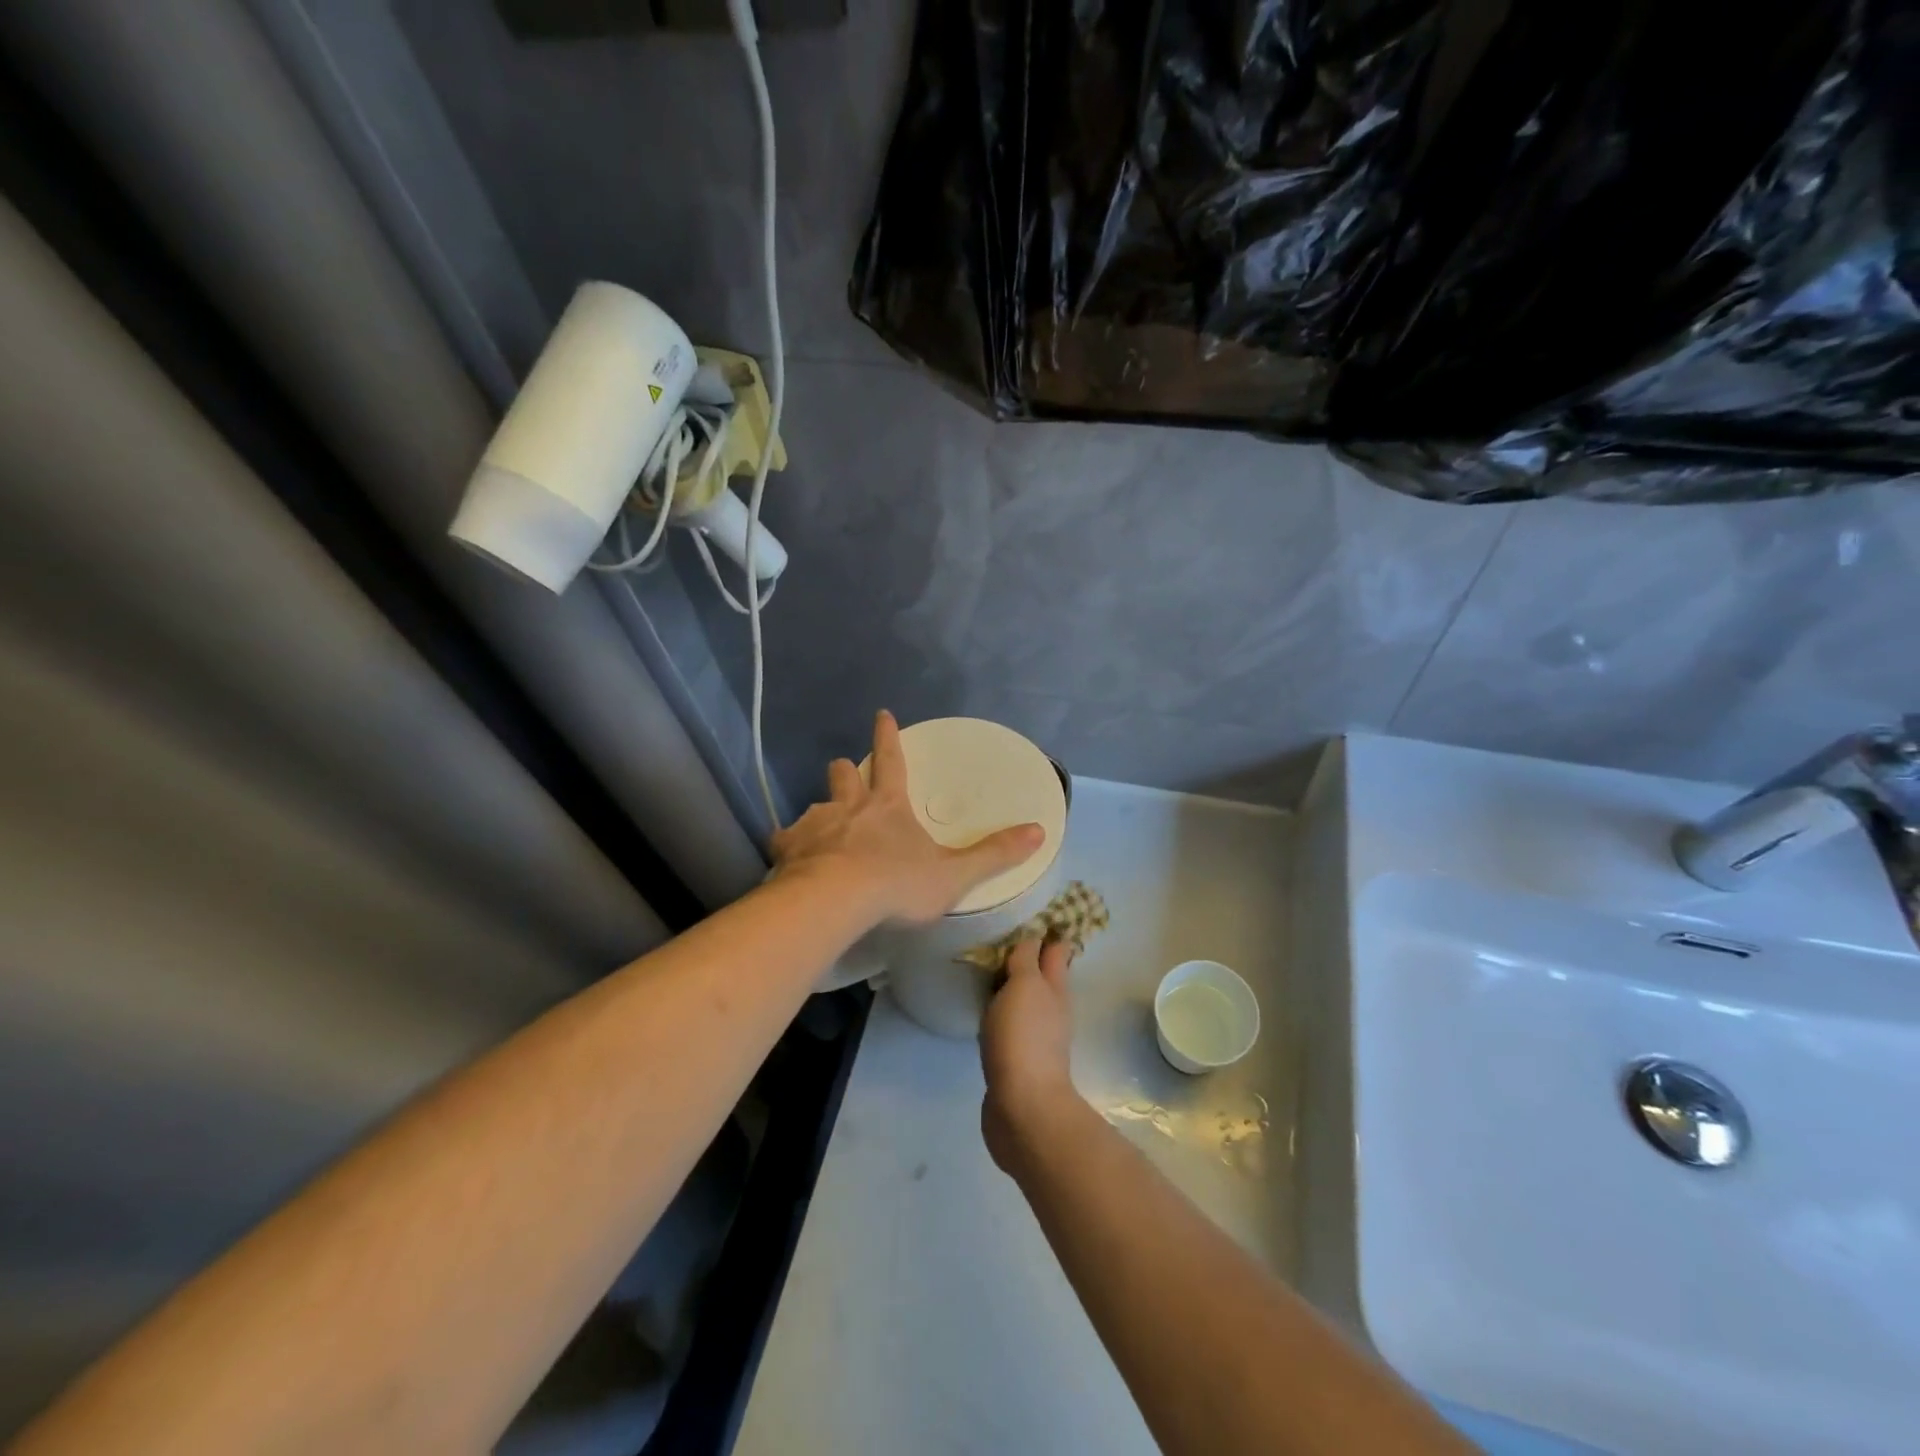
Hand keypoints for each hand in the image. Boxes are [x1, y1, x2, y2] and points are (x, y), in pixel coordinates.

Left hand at [771, 710, 1043, 927]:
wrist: (835, 901)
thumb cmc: (898, 884)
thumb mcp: (955, 873)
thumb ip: (994, 854)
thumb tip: (1039, 831)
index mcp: (888, 805)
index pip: (891, 759)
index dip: (887, 736)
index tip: (881, 714)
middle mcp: (848, 806)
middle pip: (843, 776)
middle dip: (845, 771)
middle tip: (844, 771)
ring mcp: (815, 825)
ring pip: (813, 806)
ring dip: (819, 812)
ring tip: (818, 828)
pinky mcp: (788, 849)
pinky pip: (784, 840)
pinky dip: (788, 846)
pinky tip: (788, 859)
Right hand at [979, 936, 1077, 1174]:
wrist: (1023, 1109)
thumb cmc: (1023, 1038)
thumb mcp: (1024, 986)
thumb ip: (1025, 959)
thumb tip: (1032, 936)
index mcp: (1055, 988)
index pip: (1056, 950)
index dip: (1047, 932)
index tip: (1029, 912)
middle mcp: (1051, 1009)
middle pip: (1043, 975)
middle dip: (1028, 957)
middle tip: (1000, 937)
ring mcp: (1037, 1037)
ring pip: (1026, 1000)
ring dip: (1012, 985)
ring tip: (987, 969)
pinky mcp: (1018, 1060)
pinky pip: (1010, 1025)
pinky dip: (1000, 1013)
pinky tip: (984, 1011)